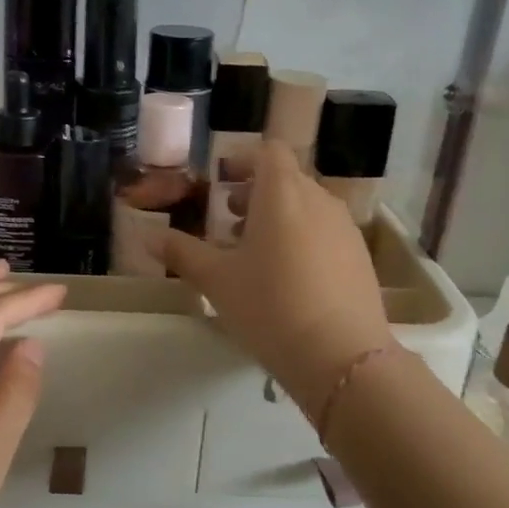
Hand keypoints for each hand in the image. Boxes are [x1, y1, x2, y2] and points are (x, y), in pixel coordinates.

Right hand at [156, 143, 393, 418]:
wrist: (341, 356)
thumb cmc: (269, 306)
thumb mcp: (216, 280)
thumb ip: (181, 253)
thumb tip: (148, 236)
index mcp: (282, 193)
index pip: (268, 151)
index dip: (244, 160)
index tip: (223, 182)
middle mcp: (318, 199)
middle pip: (287, 178)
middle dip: (256, 193)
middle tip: (229, 222)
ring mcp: (344, 227)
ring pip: (307, 206)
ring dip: (279, 217)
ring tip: (254, 253)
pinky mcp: (360, 256)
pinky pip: (325, 231)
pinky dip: (302, 238)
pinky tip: (287, 278)